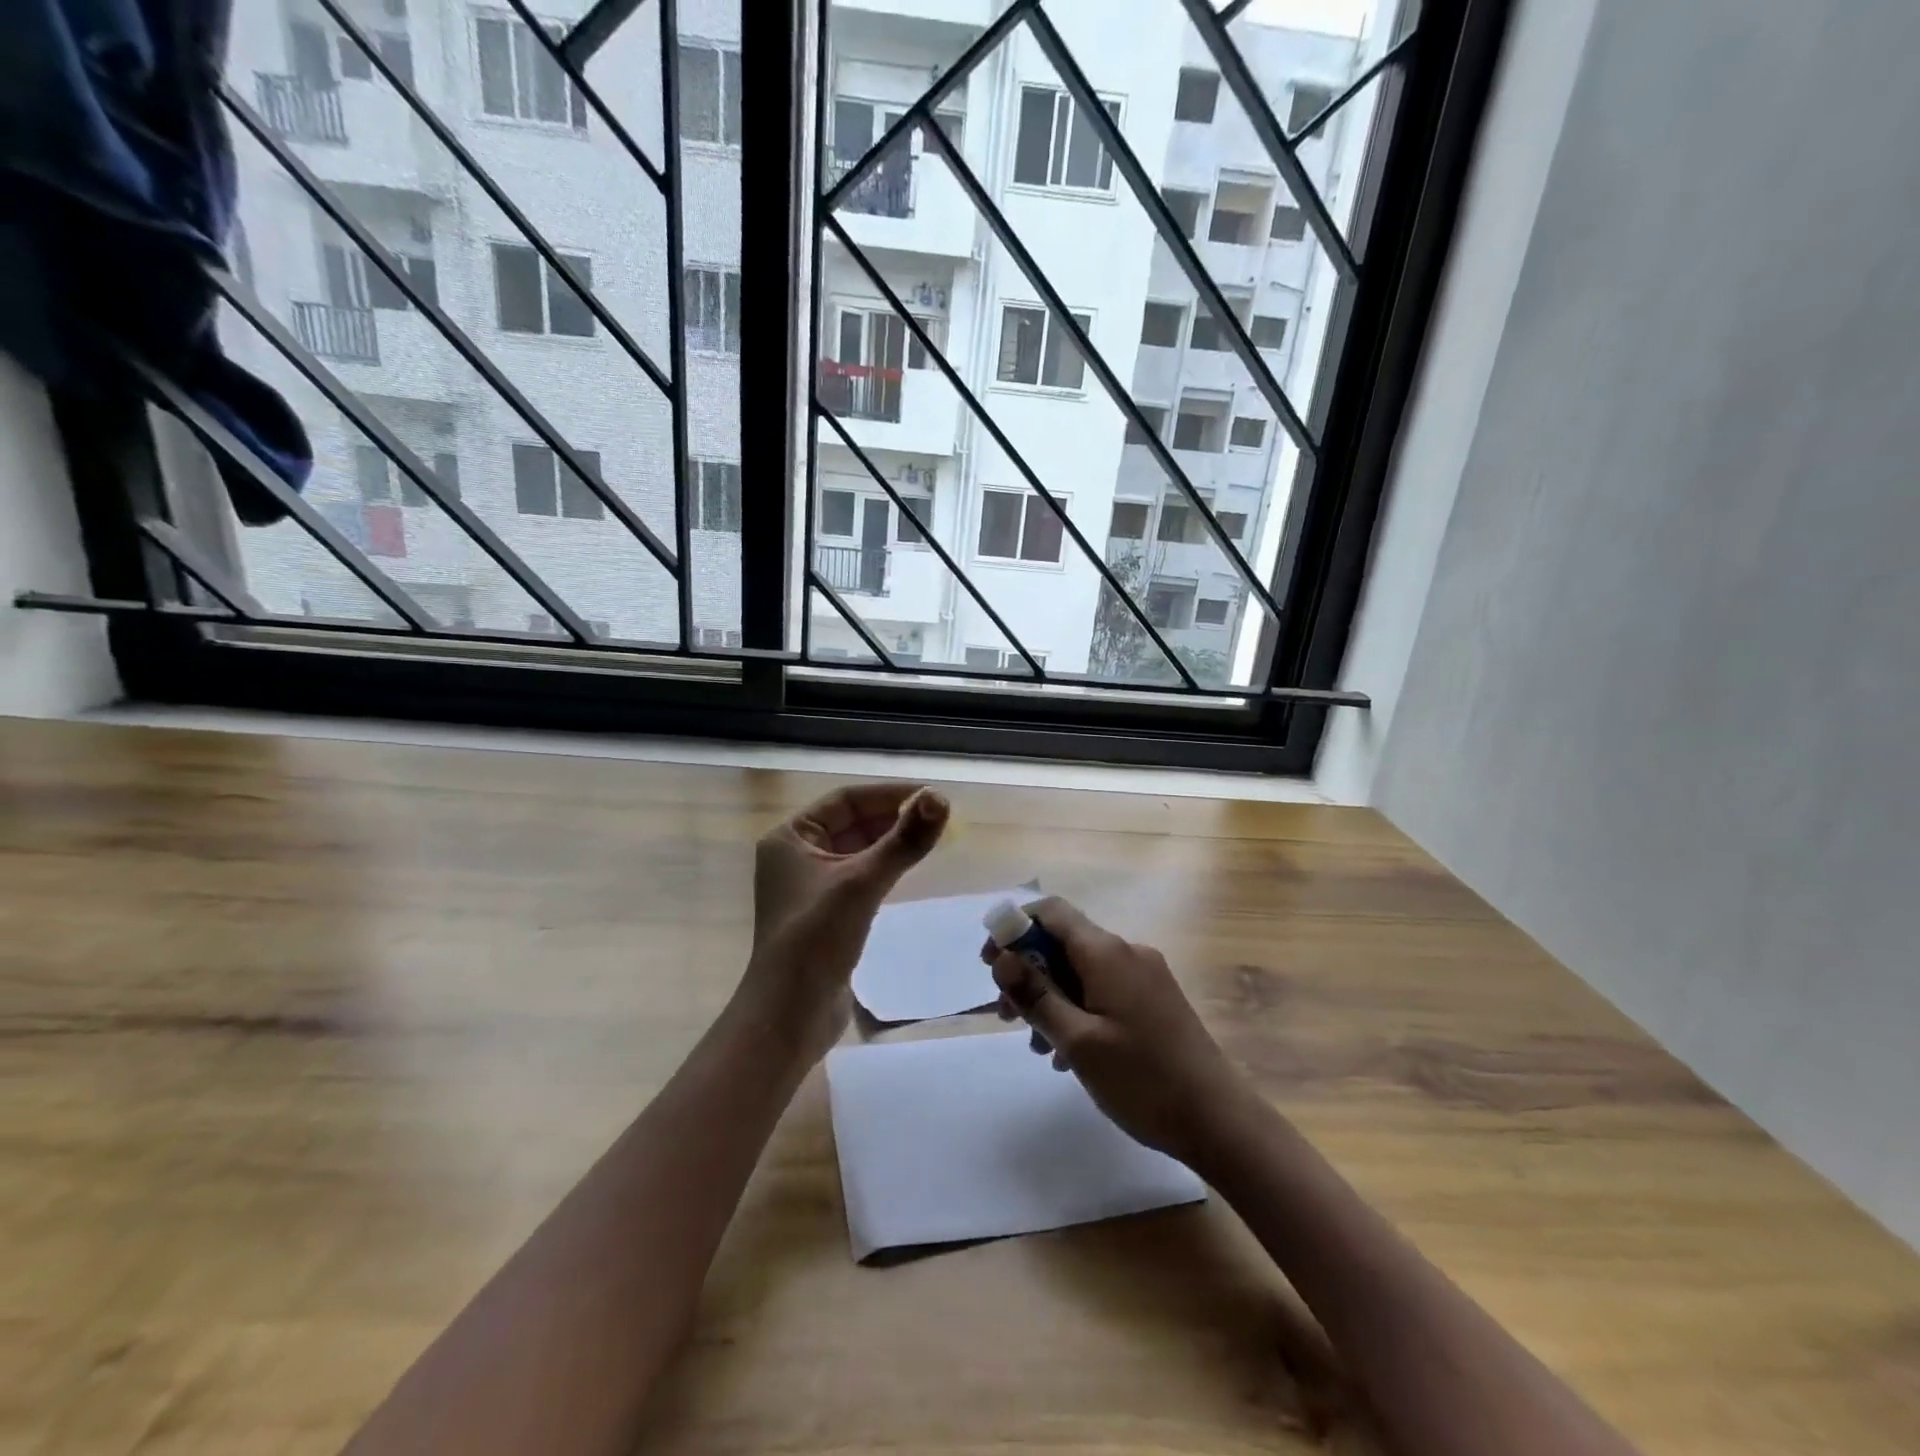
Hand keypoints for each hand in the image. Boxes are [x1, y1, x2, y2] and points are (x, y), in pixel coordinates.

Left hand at [739, 782, 949, 1064]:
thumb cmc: (816, 939)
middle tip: (938, 818)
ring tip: (930, 839)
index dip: (889, 794)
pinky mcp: (825, 914)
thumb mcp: (862, 883)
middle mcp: (796, 856)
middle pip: (852, 823)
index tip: (931, 796)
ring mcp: (809, 886)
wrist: (788, 1015)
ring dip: (890, 843)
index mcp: (790, 837)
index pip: (846, 800)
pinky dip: (883, 868)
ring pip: (857, 850)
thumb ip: (903, 841)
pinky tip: (907, 870)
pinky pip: (858, 877)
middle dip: (892, 818)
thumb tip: (941, 799)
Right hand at [984, 898, 1244, 1164]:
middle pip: (1064, 943)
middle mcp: (1127, 952)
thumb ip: (1037, 996)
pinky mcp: (1155, 1000)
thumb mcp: (1078, 1042)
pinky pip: (1104, 990)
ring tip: (1036, 1045)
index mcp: (1108, 952)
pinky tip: (1070, 1054)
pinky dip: (1078, 1009)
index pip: (1051, 911)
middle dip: (1029, 972)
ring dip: (1051, 997)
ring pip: (1082, 971)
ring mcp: (1145, 976)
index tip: (991, 965)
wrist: (1220, 1120)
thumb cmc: (1143, 1080)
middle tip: (1006, 1015)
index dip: (1015, 928)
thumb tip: (1003, 958)